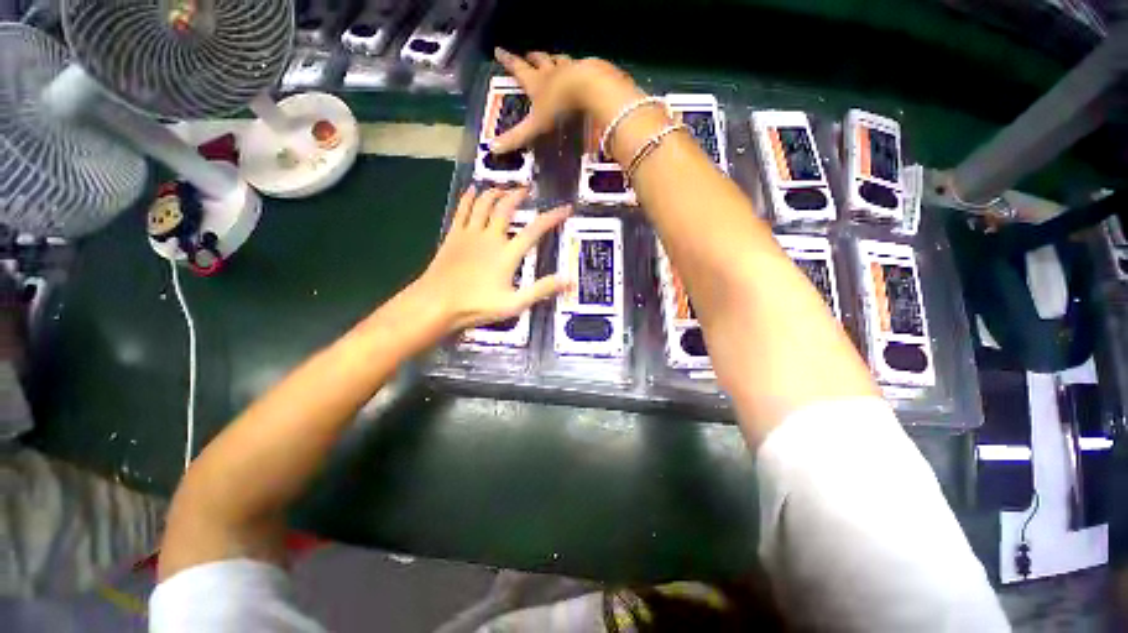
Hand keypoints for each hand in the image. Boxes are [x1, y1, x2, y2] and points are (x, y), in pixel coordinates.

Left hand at [415, 186, 570, 332]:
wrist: (436, 303)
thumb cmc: (477, 306)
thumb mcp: (515, 304)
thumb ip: (542, 290)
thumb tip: (569, 281)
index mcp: (507, 253)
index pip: (535, 230)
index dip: (552, 217)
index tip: (565, 208)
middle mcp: (490, 237)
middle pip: (506, 207)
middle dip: (519, 195)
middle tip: (528, 189)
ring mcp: (470, 234)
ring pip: (484, 203)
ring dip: (495, 192)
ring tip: (504, 188)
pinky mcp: (453, 236)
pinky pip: (462, 210)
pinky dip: (469, 197)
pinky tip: (473, 190)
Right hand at [491, 49, 642, 153]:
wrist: (591, 88)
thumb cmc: (560, 106)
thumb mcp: (535, 125)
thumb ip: (517, 137)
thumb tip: (492, 148)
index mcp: (536, 81)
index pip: (517, 68)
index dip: (507, 60)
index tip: (499, 50)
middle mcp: (552, 71)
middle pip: (540, 60)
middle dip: (532, 58)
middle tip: (528, 55)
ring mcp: (572, 69)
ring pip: (560, 60)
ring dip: (554, 60)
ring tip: (552, 59)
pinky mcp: (590, 72)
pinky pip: (581, 66)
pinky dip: (577, 67)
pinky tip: (581, 71)